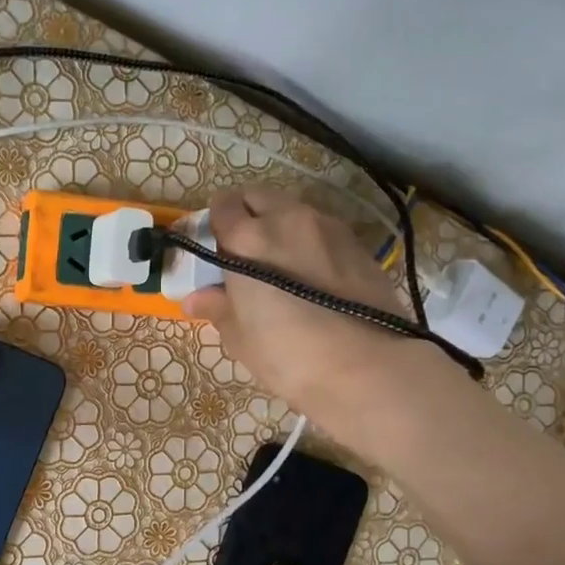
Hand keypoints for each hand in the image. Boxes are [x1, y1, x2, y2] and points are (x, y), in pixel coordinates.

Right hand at [183, 187, 448, 440]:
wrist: (367, 368)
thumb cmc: (287, 354)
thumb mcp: (240, 338)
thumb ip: (218, 308)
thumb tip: (197, 298)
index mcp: (247, 239)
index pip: (222, 205)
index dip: (215, 223)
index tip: (214, 247)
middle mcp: (287, 219)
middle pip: (258, 196)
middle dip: (247, 214)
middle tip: (243, 251)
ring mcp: (328, 227)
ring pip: (294, 210)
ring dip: (280, 226)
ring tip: (280, 264)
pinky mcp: (359, 244)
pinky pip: (323, 230)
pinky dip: (310, 242)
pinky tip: (312, 276)